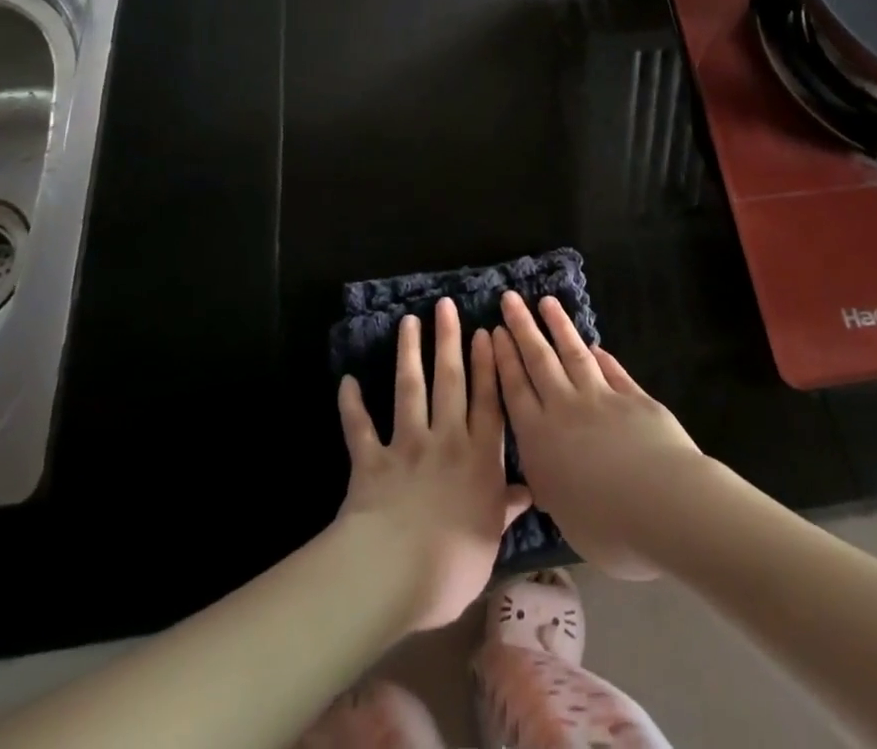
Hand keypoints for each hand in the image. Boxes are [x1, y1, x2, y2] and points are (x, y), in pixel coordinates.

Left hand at [336, 297, 532, 631]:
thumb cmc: (455, 562)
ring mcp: (407, 446)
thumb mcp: (491, 538)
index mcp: (480, 458)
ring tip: (408, 322)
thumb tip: (529, 490)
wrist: (397, 571)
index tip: (485, 332)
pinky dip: (352, 405)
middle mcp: (446, 441)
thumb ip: (505, 507)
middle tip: (446, 306)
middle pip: (450, 382)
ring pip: (409, 390)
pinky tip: (347, 381)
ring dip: (408, 354)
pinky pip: (360, 428)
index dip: (488, 366)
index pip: (488, 402)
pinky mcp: (371, 460)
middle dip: (449, 341)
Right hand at [492, 293, 706, 579]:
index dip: (503, 358)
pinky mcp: (633, 396)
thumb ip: (552, 487)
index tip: (494, 330)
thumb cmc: (609, 528)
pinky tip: (594, 344)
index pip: (515, 389)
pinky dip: (601, 355)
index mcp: (540, 440)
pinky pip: (611, 370)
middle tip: (510, 298)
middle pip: (539, 360)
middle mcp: (565, 409)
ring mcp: (601, 398)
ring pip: (573, 353)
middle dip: (522, 327)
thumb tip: (546, 475)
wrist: (665, 504)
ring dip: (558, 326)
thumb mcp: (565, 516)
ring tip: (546, 301)